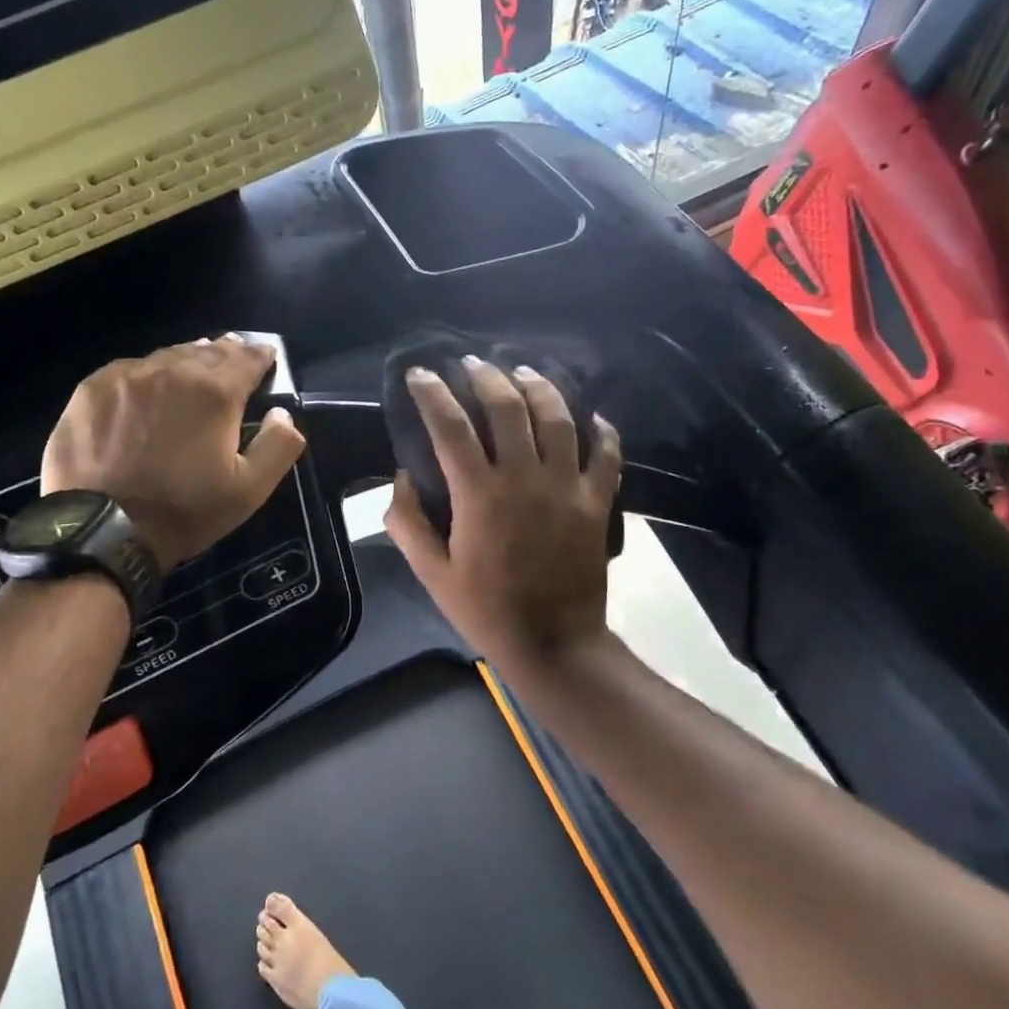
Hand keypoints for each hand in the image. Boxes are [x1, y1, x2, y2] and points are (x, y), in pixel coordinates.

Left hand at [42, 336, 306, 569]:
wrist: (102, 529)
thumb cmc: (184, 510)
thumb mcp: (250, 490)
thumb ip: (278, 445)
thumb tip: (282, 413)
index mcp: (215, 392)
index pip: (247, 358)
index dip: (261, 356)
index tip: (267, 358)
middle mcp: (172, 371)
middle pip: (207, 351)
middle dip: (225, 353)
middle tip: (233, 358)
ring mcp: (127, 376)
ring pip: (167, 356)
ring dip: (187, 360)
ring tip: (194, 367)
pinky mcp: (91, 389)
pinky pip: (129, 369)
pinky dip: (147, 373)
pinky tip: (147, 387)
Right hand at [383, 357, 620, 667]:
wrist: (554, 644)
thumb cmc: (487, 610)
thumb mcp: (432, 573)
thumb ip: (407, 523)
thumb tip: (402, 479)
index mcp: (480, 495)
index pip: (451, 427)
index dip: (432, 394)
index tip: (418, 374)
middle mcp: (525, 478)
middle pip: (509, 408)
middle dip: (487, 377)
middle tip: (471, 364)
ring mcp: (567, 487)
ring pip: (558, 418)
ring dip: (539, 387)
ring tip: (523, 372)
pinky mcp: (596, 502)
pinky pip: (606, 454)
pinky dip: (601, 430)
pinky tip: (590, 415)